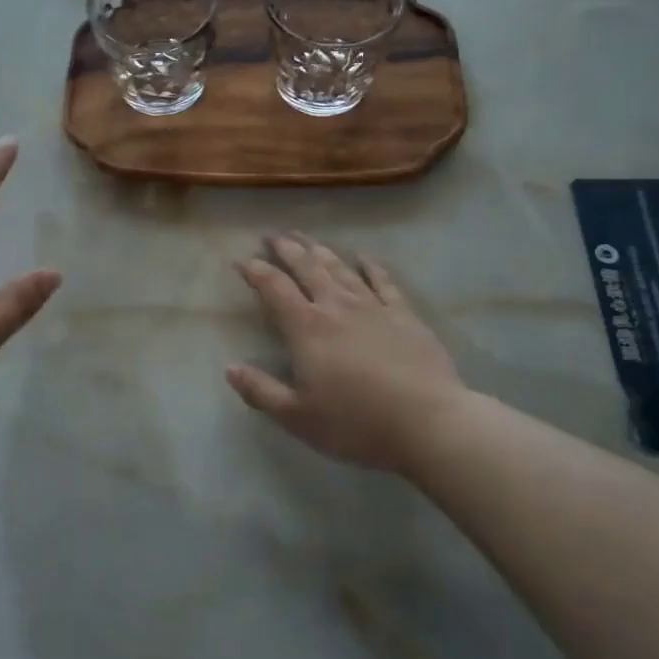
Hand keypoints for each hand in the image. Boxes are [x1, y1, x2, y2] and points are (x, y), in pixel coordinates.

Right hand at [227, 234, 471, 473]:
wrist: (429, 423)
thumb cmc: (357, 423)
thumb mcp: (298, 417)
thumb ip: (261, 391)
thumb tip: (229, 368)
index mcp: (306, 328)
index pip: (274, 288)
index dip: (255, 271)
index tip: (241, 259)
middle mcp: (335, 307)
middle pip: (306, 267)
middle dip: (286, 249)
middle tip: (272, 235)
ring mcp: (372, 307)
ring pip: (340, 269)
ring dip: (320, 250)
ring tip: (306, 238)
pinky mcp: (404, 315)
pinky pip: (383, 282)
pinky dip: (371, 267)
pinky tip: (364, 257)